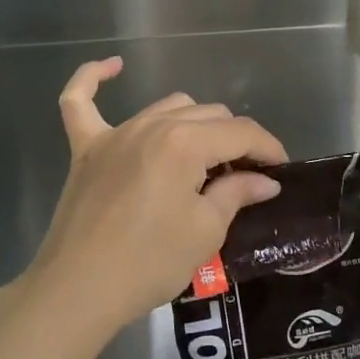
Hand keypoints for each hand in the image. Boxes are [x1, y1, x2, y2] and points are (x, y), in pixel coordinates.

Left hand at [27, 57, 286, 337]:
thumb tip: (265, 180)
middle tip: (244, 176)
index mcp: (185, 142)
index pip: (240, 132)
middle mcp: (152, 125)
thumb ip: (236, 193)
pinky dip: (93, 79)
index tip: (281, 169)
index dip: (268, 148)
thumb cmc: (149, 263)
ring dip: (193, 124)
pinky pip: (80, 101)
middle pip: (208, 115)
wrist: (78, 291)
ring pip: (168, 107)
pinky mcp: (85, 147)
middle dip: (234, 140)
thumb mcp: (205, 232)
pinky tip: (113, 66)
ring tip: (203, 158)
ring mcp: (116, 133)